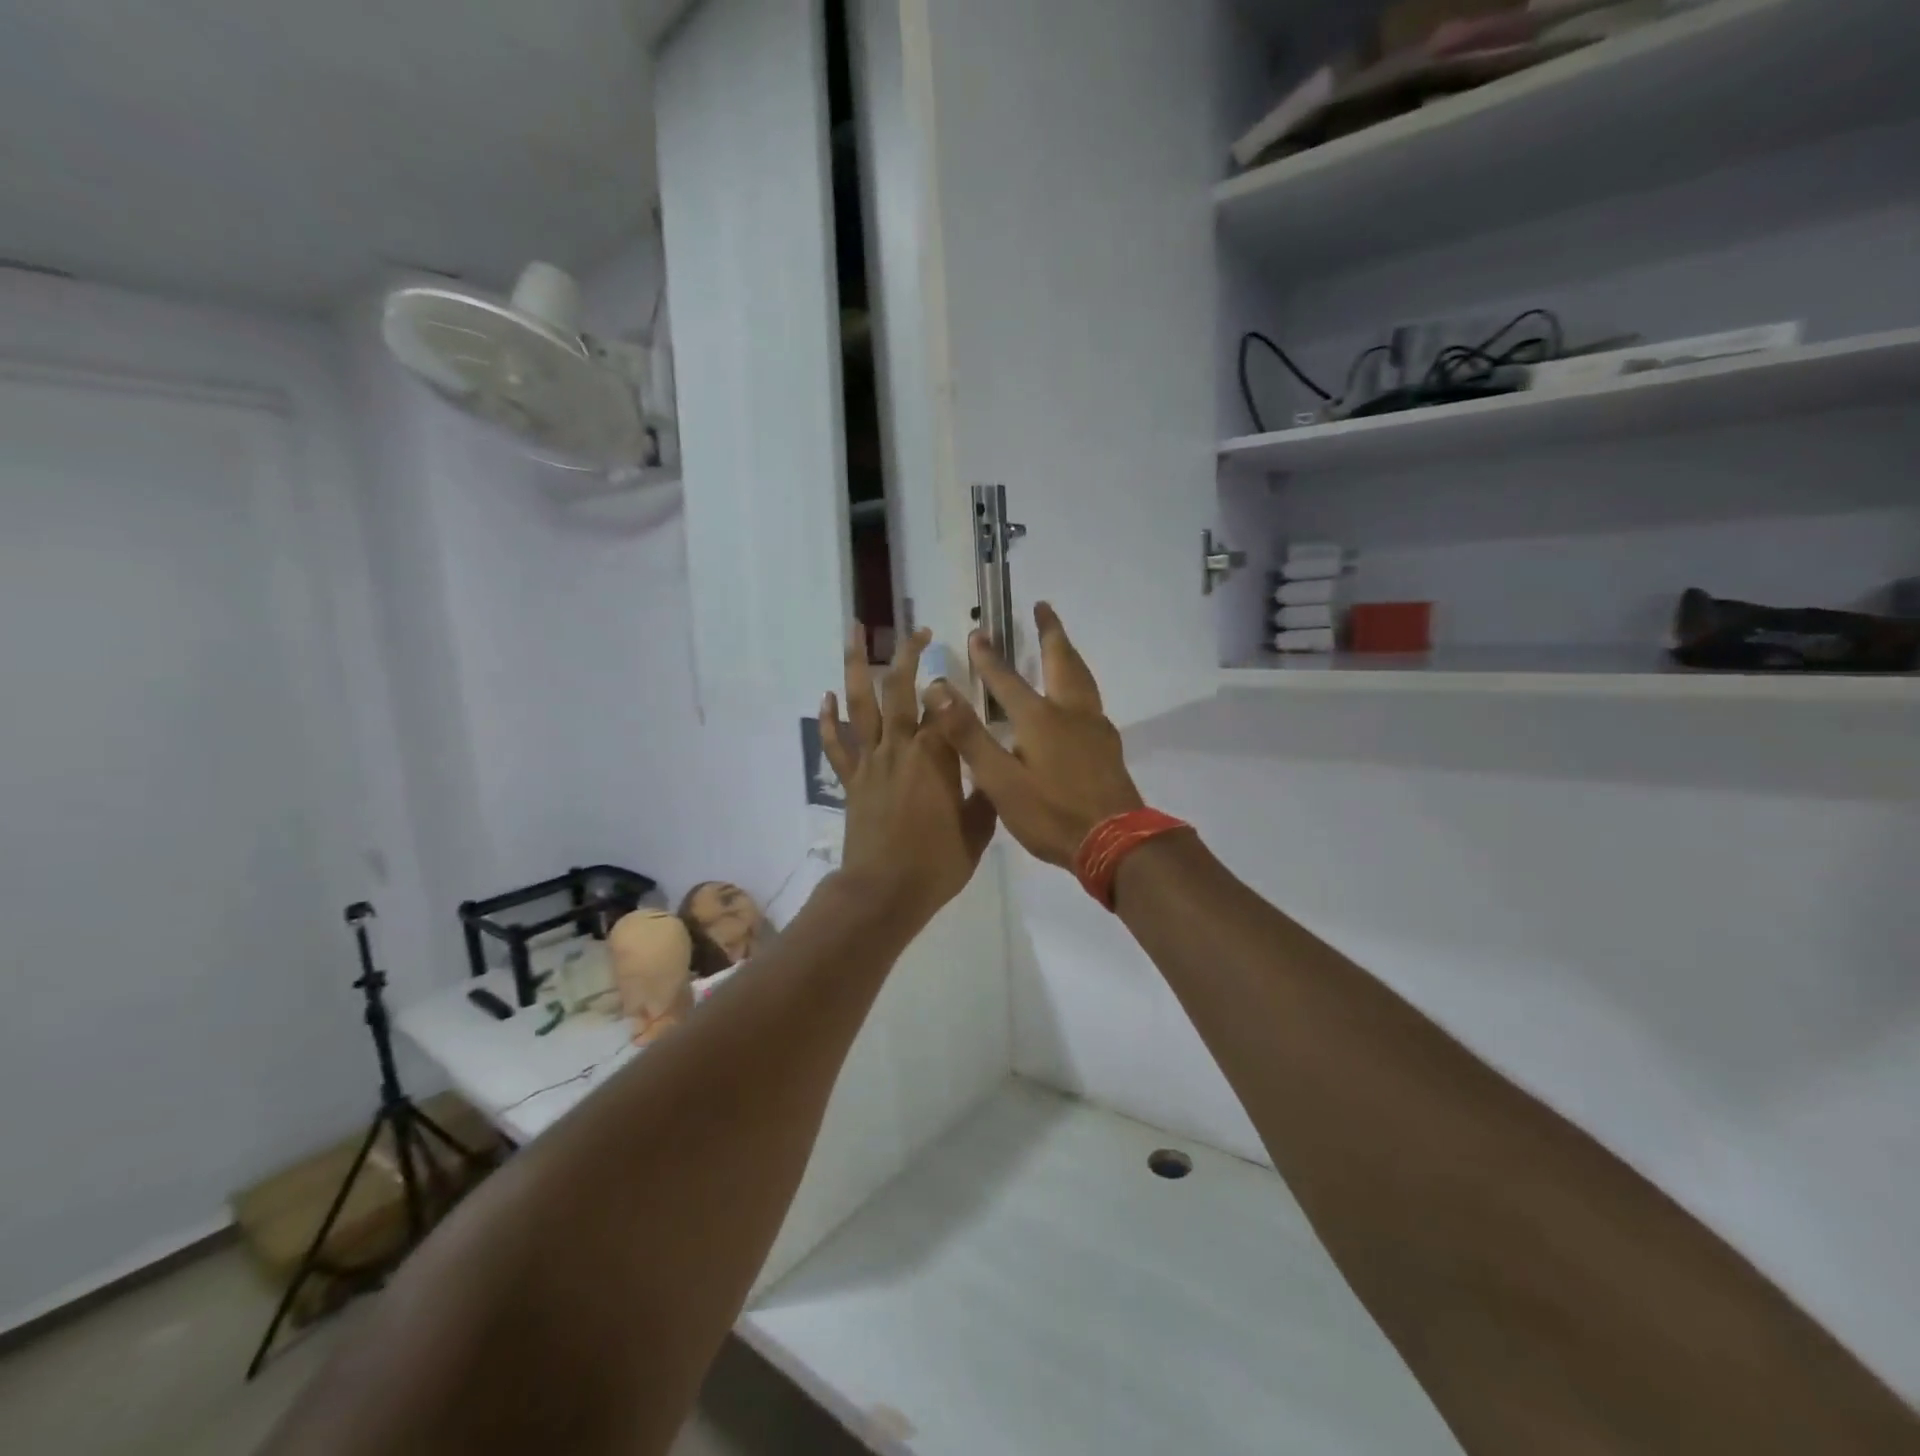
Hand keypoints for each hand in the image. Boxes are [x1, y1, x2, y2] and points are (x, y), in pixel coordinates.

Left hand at [820, 626, 997, 924]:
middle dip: (908, 654)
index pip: (945, 706)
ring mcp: (870, 761)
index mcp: (936, 755)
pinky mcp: (850, 781)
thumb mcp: (978, 830)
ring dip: (855, 665)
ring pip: (859, 704)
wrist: (885, 891)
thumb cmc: (937, 862)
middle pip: (899, 688)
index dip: (953, 685)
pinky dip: (829, 719)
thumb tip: (995, 769)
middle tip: (917, 631)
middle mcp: (900, 747)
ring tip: (854, 632)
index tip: (962, 672)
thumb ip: (986, 794)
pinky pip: (836, 744)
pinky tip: (826, 696)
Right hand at [924, 604, 1143, 868]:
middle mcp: (1069, 713)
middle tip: (1043, 606)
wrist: (1115, 841)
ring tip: (1062, 642)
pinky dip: (1080, 682)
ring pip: (1082, 677)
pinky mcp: (1108, 745)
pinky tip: (1078, 699)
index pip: (1006, 680)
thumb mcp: (1000, 781)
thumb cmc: (1051, 813)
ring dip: (1069, 653)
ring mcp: (1094, 728)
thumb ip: (969, 736)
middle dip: (1049, 632)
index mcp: (1039, 719)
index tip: (978, 631)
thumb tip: (939, 691)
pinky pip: (1092, 699)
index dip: (988, 657)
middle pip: (1060, 661)